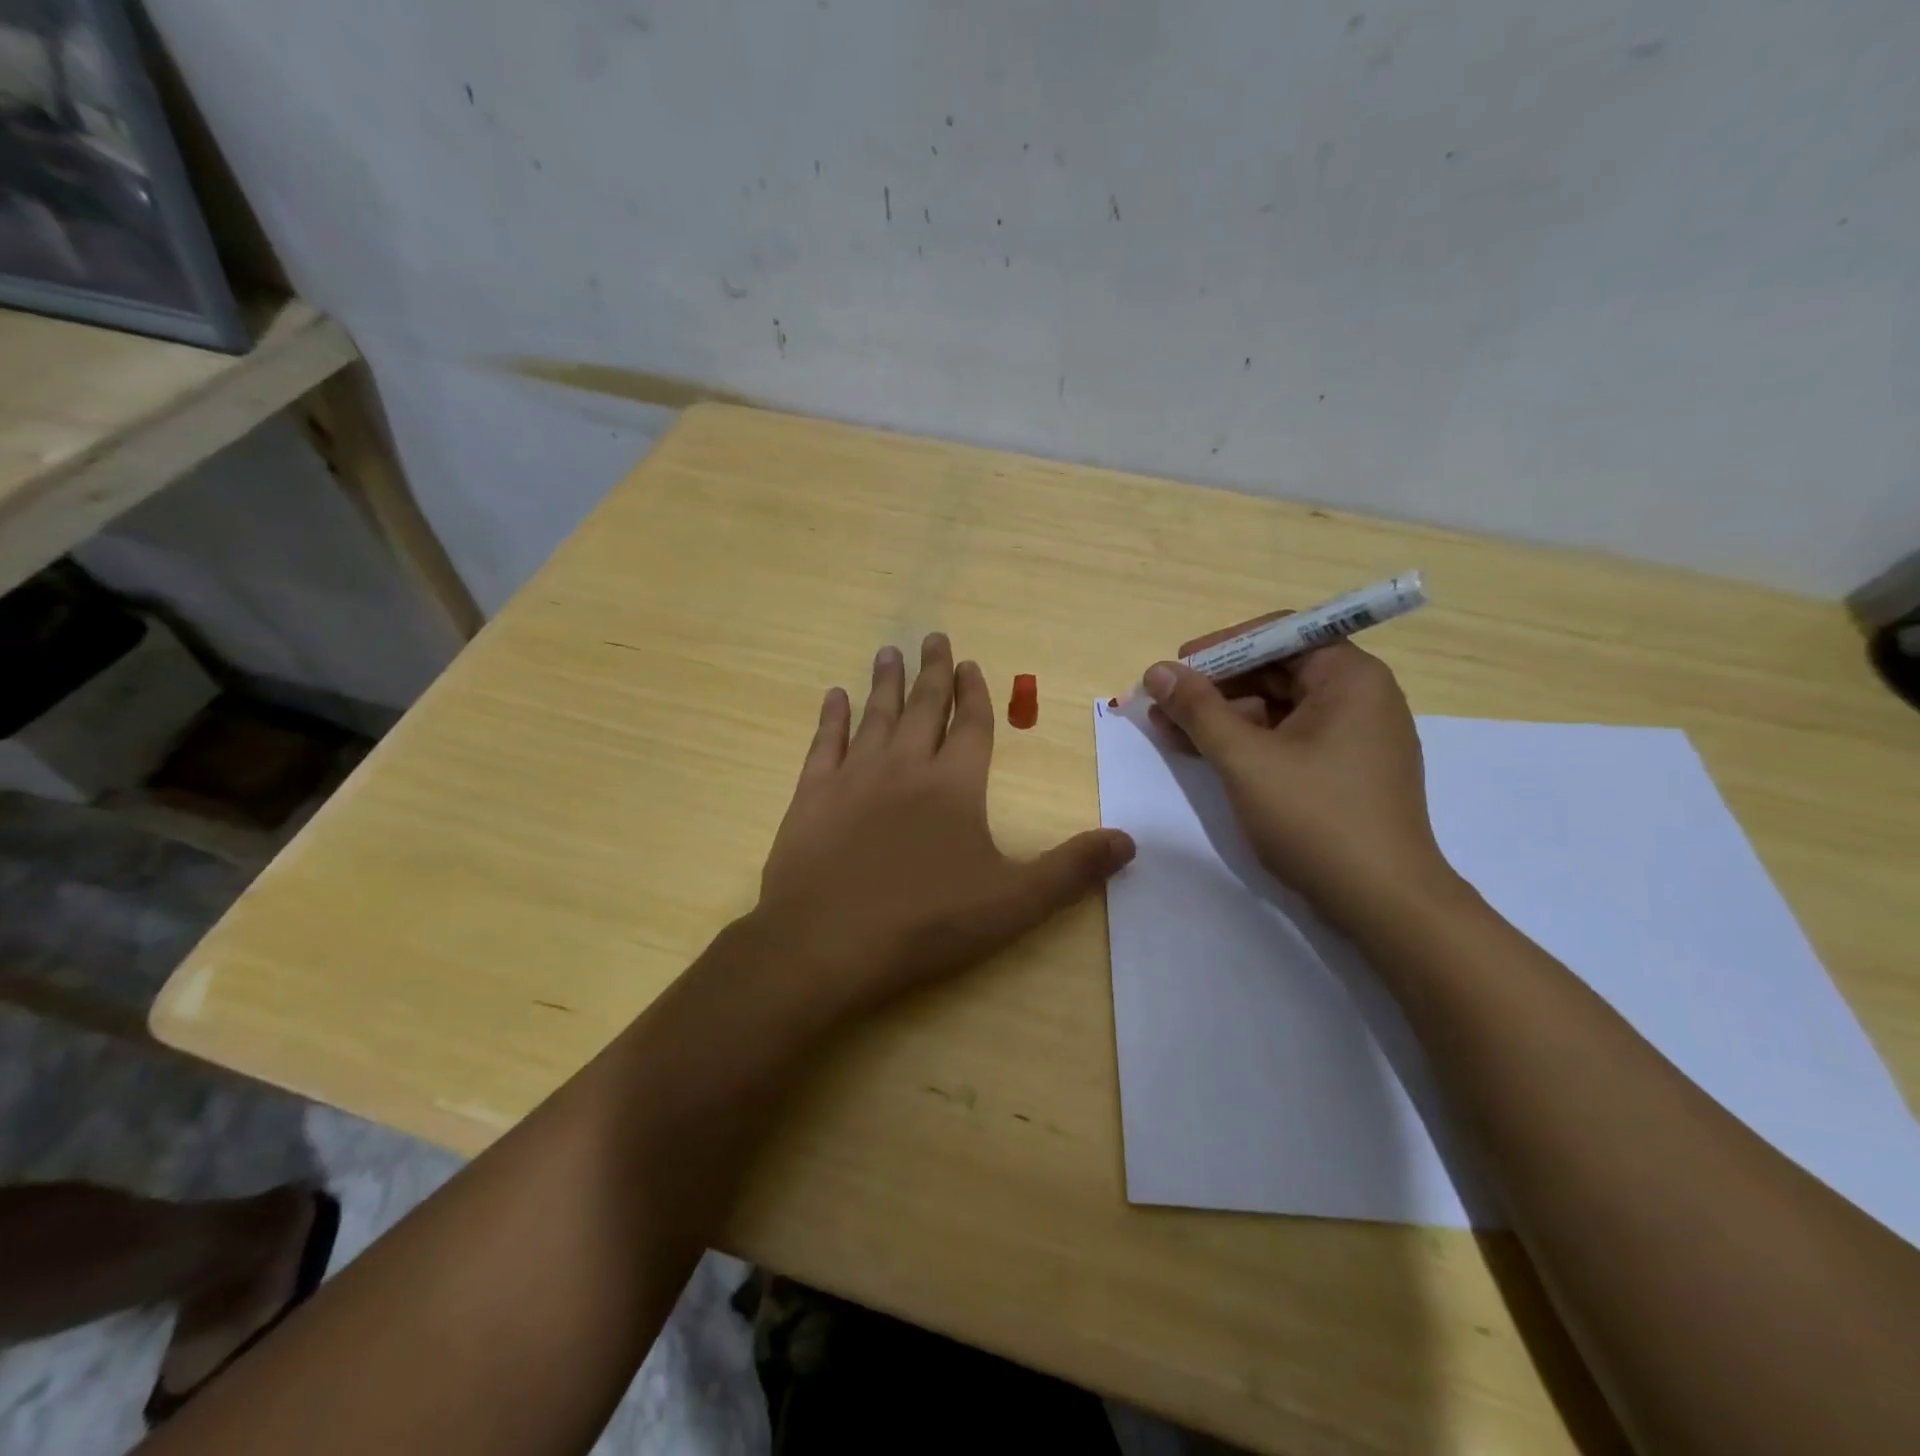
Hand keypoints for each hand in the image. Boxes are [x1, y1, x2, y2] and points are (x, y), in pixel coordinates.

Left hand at [757, 634, 1134, 1013]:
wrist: (826, 942)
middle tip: (933, 636)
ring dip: (885, 682)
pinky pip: (825, 743)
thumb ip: (1071, 870)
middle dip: (932, 671)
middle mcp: (905, 766)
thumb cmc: (925, 922)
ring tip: (889, 652)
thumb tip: (1129, 841)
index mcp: (954, 784)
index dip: (975, 692)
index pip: (971, 724)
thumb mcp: (1013, 903)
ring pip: (875, 715)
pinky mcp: (812, 795)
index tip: (970, 663)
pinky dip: (831, 717)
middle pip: (924, 707)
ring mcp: (854, 776)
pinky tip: (834, 696)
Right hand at [1142, 618, 1455, 930]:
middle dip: (1216, 687)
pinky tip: (1207, 755)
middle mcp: (1360, 696)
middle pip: (1276, 670)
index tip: (1176, 668)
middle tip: (1164, 706)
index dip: (1221, 648)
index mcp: (1349, 676)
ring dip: (1224, 717)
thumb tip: (1156, 670)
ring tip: (1172, 734)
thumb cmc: (1314, 818)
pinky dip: (1248, 742)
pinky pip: (1290, 738)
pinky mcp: (1346, 770)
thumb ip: (1198, 709)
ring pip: (1278, 707)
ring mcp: (1356, 736)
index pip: (1279, 634)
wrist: (1383, 903)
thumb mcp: (1244, 759)